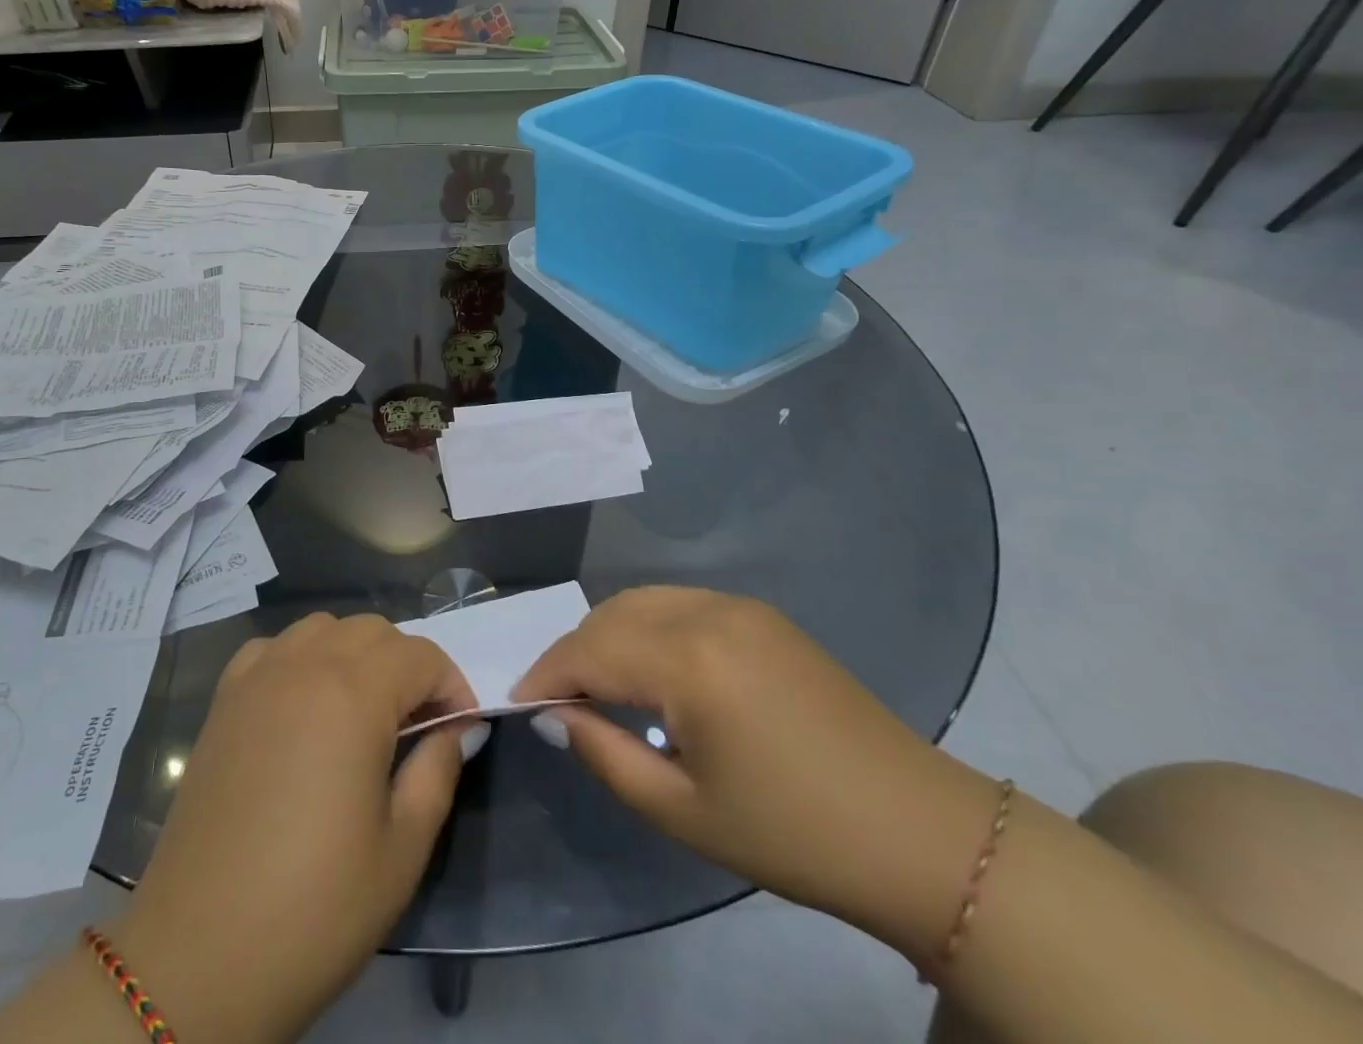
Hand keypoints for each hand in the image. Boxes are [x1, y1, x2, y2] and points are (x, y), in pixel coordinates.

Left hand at [113, 614, 482, 1043]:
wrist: (200, 953)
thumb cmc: (314, 906)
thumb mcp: (402, 850)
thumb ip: (437, 771)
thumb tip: (458, 728)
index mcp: (354, 694)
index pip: (421, 655)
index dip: (451, 685)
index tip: (459, 728)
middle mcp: (305, 665)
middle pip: (373, 630)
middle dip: (408, 665)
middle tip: (416, 725)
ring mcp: (258, 676)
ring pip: (323, 628)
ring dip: (355, 653)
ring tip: (362, 711)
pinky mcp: (224, 698)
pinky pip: (275, 647)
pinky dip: (301, 658)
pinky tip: (303, 705)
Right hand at [512, 587, 1002, 955]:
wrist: (918, 833)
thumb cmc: (794, 835)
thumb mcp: (684, 812)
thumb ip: (605, 755)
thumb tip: (555, 715)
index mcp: (688, 660)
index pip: (589, 651)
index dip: (547, 674)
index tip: (519, 702)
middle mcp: (707, 612)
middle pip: (610, 615)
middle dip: (573, 652)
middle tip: (557, 701)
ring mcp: (739, 606)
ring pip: (642, 600)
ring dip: (607, 634)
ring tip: (597, 685)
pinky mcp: (761, 615)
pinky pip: (679, 603)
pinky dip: (646, 625)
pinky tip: (650, 668)